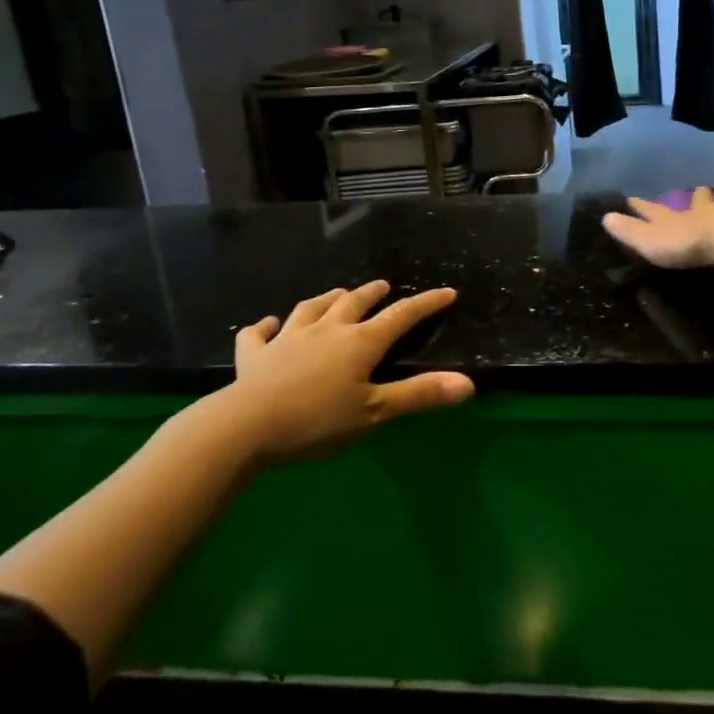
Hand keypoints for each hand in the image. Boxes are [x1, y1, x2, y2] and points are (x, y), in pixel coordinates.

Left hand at [189, 281, 474, 470]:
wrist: (245, 427)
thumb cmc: (317, 421)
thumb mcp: (375, 412)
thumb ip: (419, 395)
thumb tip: (468, 383)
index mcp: (360, 343)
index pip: (401, 317)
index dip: (426, 304)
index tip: (446, 292)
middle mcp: (326, 331)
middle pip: (354, 303)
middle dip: (372, 293)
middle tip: (382, 286)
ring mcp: (287, 339)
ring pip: (310, 309)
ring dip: (326, 299)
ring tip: (336, 295)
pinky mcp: (254, 355)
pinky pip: (257, 333)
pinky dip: (264, 326)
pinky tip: (267, 324)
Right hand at [603, 188, 713, 304]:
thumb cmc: (692, 245)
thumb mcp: (653, 242)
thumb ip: (631, 232)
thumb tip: (604, 217)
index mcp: (687, 216)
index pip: (661, 210)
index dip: (646, 207)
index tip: (634, 198)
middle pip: (707, 201)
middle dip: (703, 198)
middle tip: (702, 190)